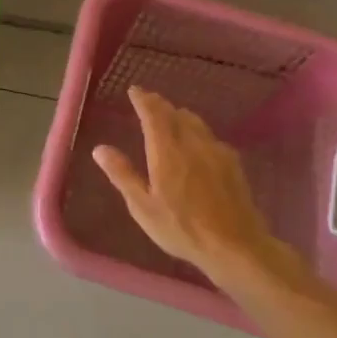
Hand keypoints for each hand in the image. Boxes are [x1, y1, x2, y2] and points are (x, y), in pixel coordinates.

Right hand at [92, 87, 302, 292]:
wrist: (236, 246)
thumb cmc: (182, 228)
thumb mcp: (143, 207)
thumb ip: (122, 174)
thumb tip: (100, 149)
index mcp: (166, 150)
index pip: (153, 113)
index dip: (143, 99)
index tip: (134, 90)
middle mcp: (192, 142)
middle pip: (175, 113)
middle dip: (159, 104)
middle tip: (148, 102)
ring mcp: (216, 151)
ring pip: (195, 122)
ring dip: (179, 115)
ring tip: (170, 118)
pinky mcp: (233, 163)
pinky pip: (210, 136)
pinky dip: (197, 132)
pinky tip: (197, 145)